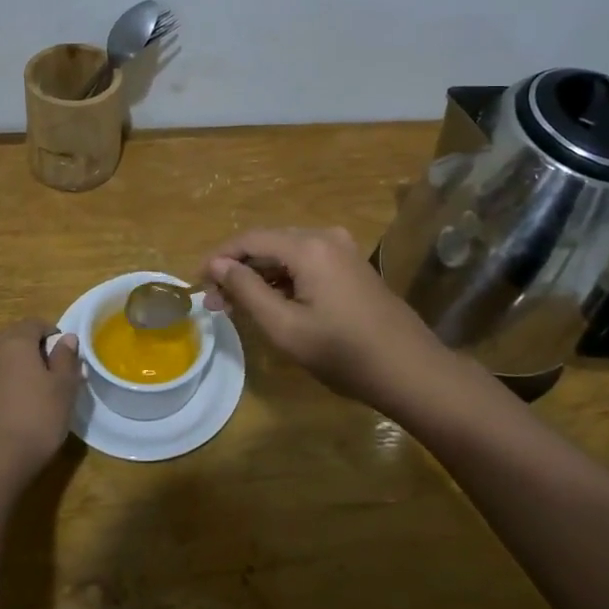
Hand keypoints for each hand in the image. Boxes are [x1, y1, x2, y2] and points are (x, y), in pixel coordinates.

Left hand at [0, 320, 84, 483]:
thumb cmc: (38, 416)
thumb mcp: (64, 386)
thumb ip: (66, 358)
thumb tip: (66, 338)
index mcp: (15, 341)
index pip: (35, 323)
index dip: (53, 333)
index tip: (68, 354)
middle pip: (18, 337)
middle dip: (38, 348)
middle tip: (58, 370)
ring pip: (7, 358)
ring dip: (24, 365)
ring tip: (44, 388)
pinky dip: (12, 381)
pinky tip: (25, 403)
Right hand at [200, 226, 450, 413]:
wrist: (411, 371)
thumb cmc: (344, 353)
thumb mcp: (285, 327)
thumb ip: (247, 290)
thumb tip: (217, 264)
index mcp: (309, 247)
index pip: (250, 239)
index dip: (220, 258)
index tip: (197, 283)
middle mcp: (326, 237)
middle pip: (268, 243)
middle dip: (238, 270)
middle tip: (215, 302)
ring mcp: (343, 250)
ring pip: (286, 254)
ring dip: (259, 276)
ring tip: (236, 307)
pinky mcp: (352, 267)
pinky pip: (306, 263)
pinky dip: (284, 280)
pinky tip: (271, 304)